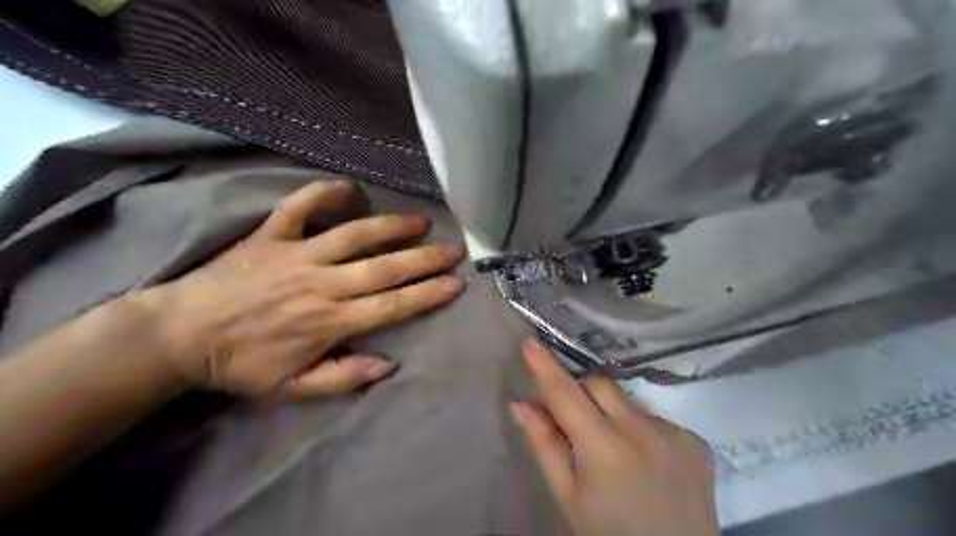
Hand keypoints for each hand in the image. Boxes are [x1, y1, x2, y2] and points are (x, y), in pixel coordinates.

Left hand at [141, 180, 467, 397]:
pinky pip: (299, 207)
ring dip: (391, 226)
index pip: (391, 306)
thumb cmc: (241, 365)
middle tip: (454, 249)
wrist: (179, 335)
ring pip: (354, 235)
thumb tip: (389, 365)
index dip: (427, 294)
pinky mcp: (271, 236)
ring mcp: (296, 255)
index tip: (455, 283)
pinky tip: (347, 188)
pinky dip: (322, 194)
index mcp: (329, 322)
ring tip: (421, 221)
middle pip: (384, 268)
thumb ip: (342, 379)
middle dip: (425, 259)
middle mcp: (321, 284)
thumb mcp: (291, 389)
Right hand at [517, 339, 716, 534]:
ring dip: (613, 415)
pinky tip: (646, 462)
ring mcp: (675, 433)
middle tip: (577, 425)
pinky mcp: (695, 440)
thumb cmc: (609, 534)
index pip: (566, 394)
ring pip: (628, 401)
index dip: (545, 367)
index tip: (530, 342)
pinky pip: (655, 418)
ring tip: (617, 454)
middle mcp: (642, 431)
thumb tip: (521, 404)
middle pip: (600, 385)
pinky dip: (641, 430)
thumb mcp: (568, 497)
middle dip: (581, 394)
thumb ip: (545, 445)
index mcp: (604, 449)